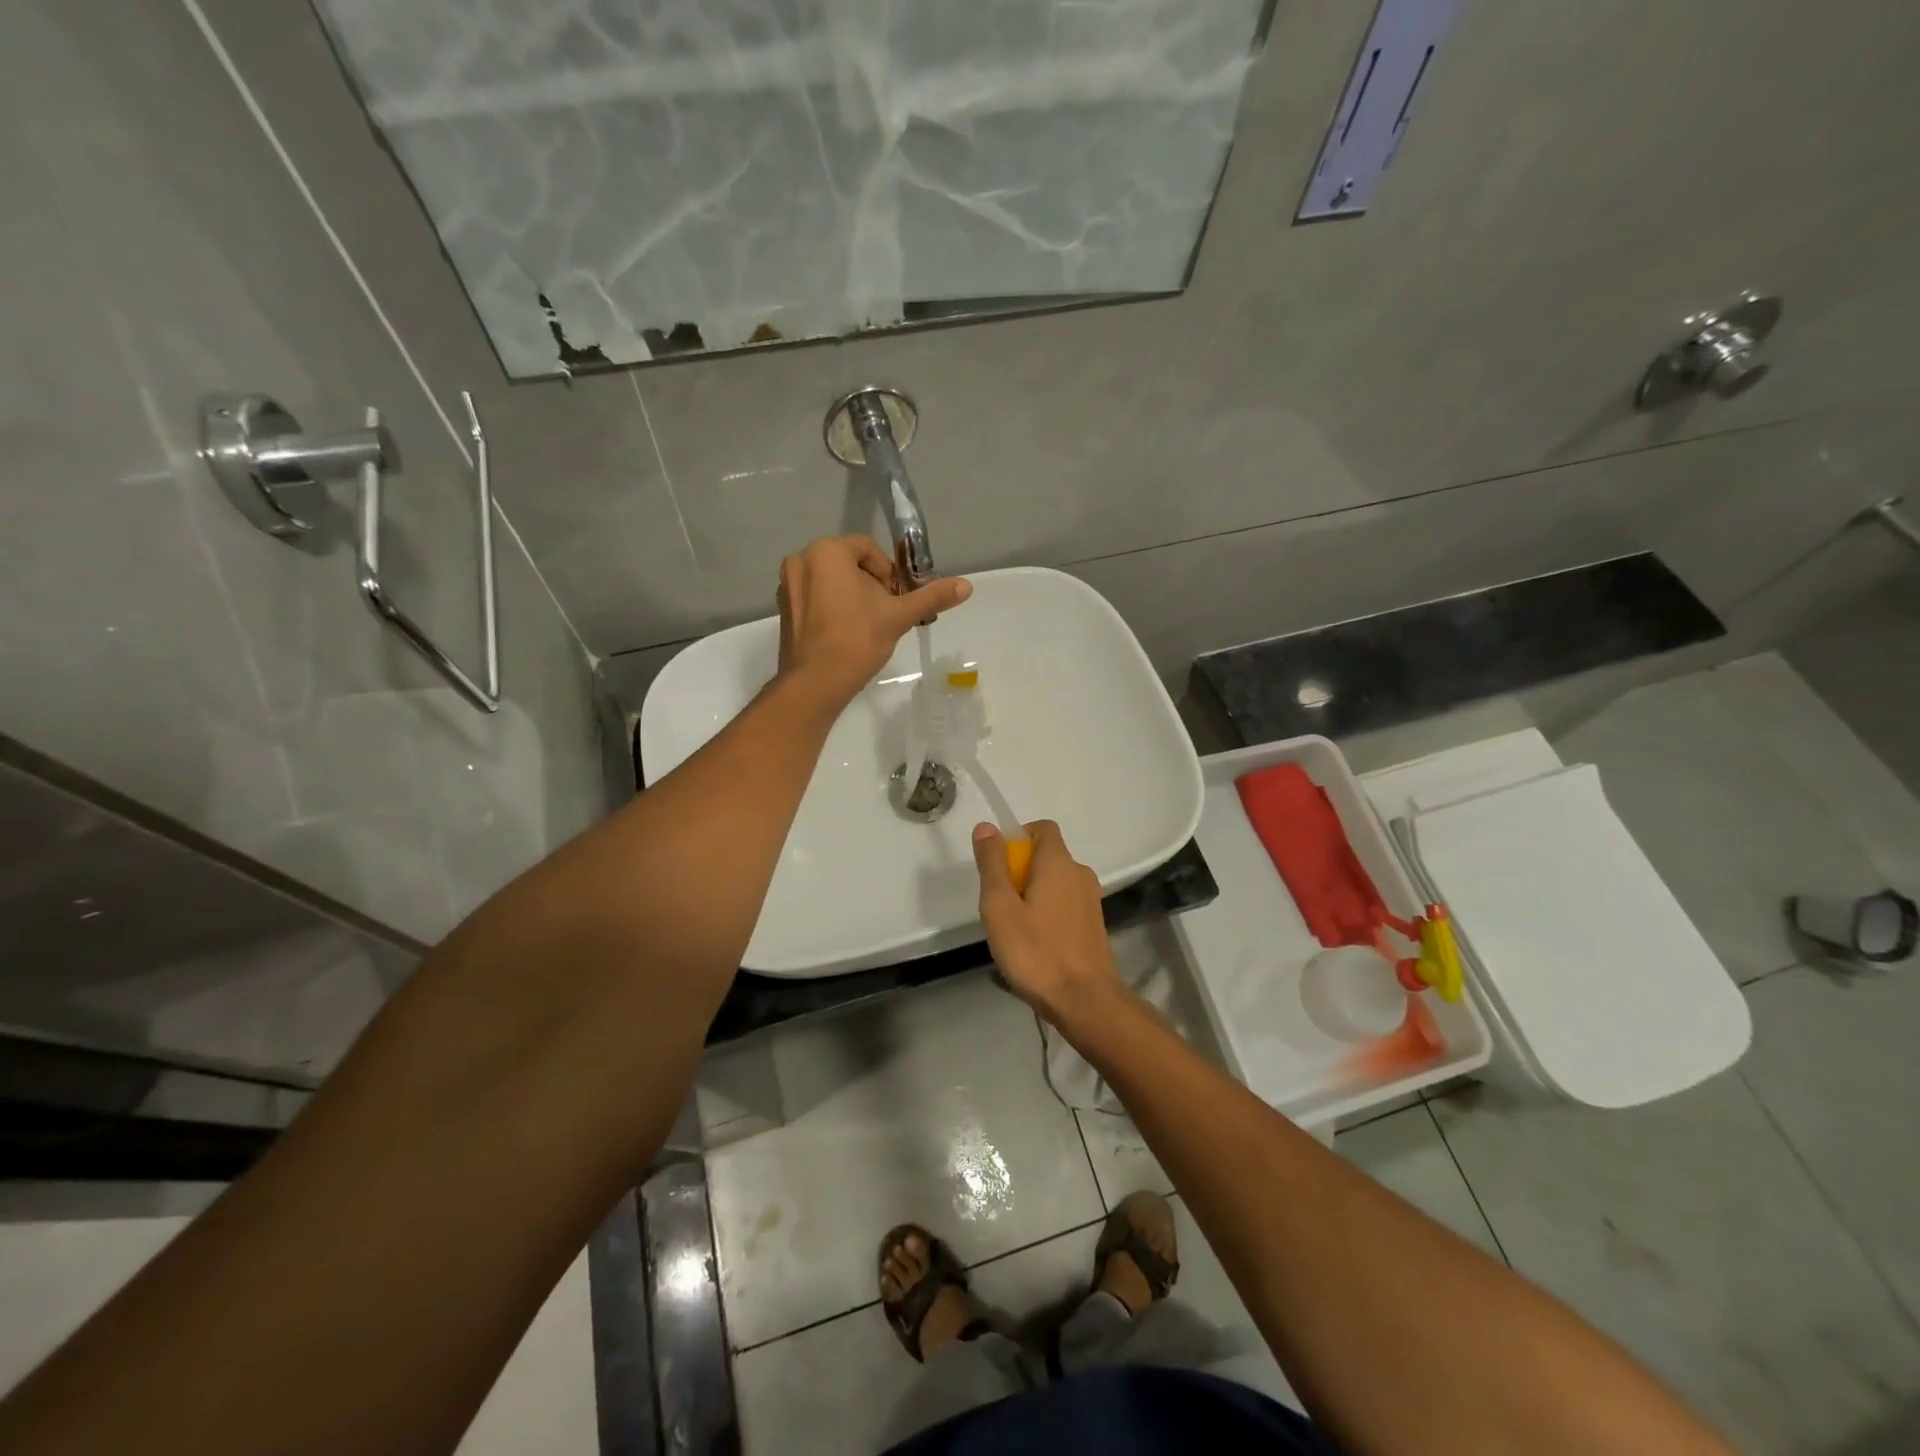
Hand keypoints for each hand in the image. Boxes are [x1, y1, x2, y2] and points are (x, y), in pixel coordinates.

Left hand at [776, 535, 970, 702]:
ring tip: (866, 626)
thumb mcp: (898, 615)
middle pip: (848, 564)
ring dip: (852, 597)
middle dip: (870, 585)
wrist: (815, 684)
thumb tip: (967, 585)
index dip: (888, 572)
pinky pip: (814, 599)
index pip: (867, 549)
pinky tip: (844, 634)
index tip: (896, 599)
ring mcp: (786, 586)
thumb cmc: (856, 640)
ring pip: (830, 582)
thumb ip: (931, 596)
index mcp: (826, 551)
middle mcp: (801, 560)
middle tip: (885, 614)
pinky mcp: (783, 611)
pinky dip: (831, 609)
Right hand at [973, 821, 1121, 1024]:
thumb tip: (987, 827)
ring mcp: (1091, 901)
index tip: (998, 866)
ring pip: (1055, 883)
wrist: (1086, 1002)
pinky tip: (1034, 945)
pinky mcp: (1094, 925)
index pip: (1042, 828)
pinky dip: (1048, 913)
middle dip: (1019, 872)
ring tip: (1014, 929)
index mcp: (1059, 863)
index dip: (1018, 838)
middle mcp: (1080, 874)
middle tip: (999, 905)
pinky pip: (1065, 905)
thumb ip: (992, 864)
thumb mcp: (1000, 907)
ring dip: (1032, 895)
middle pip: (1046, 857)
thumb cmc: (1037, 952)